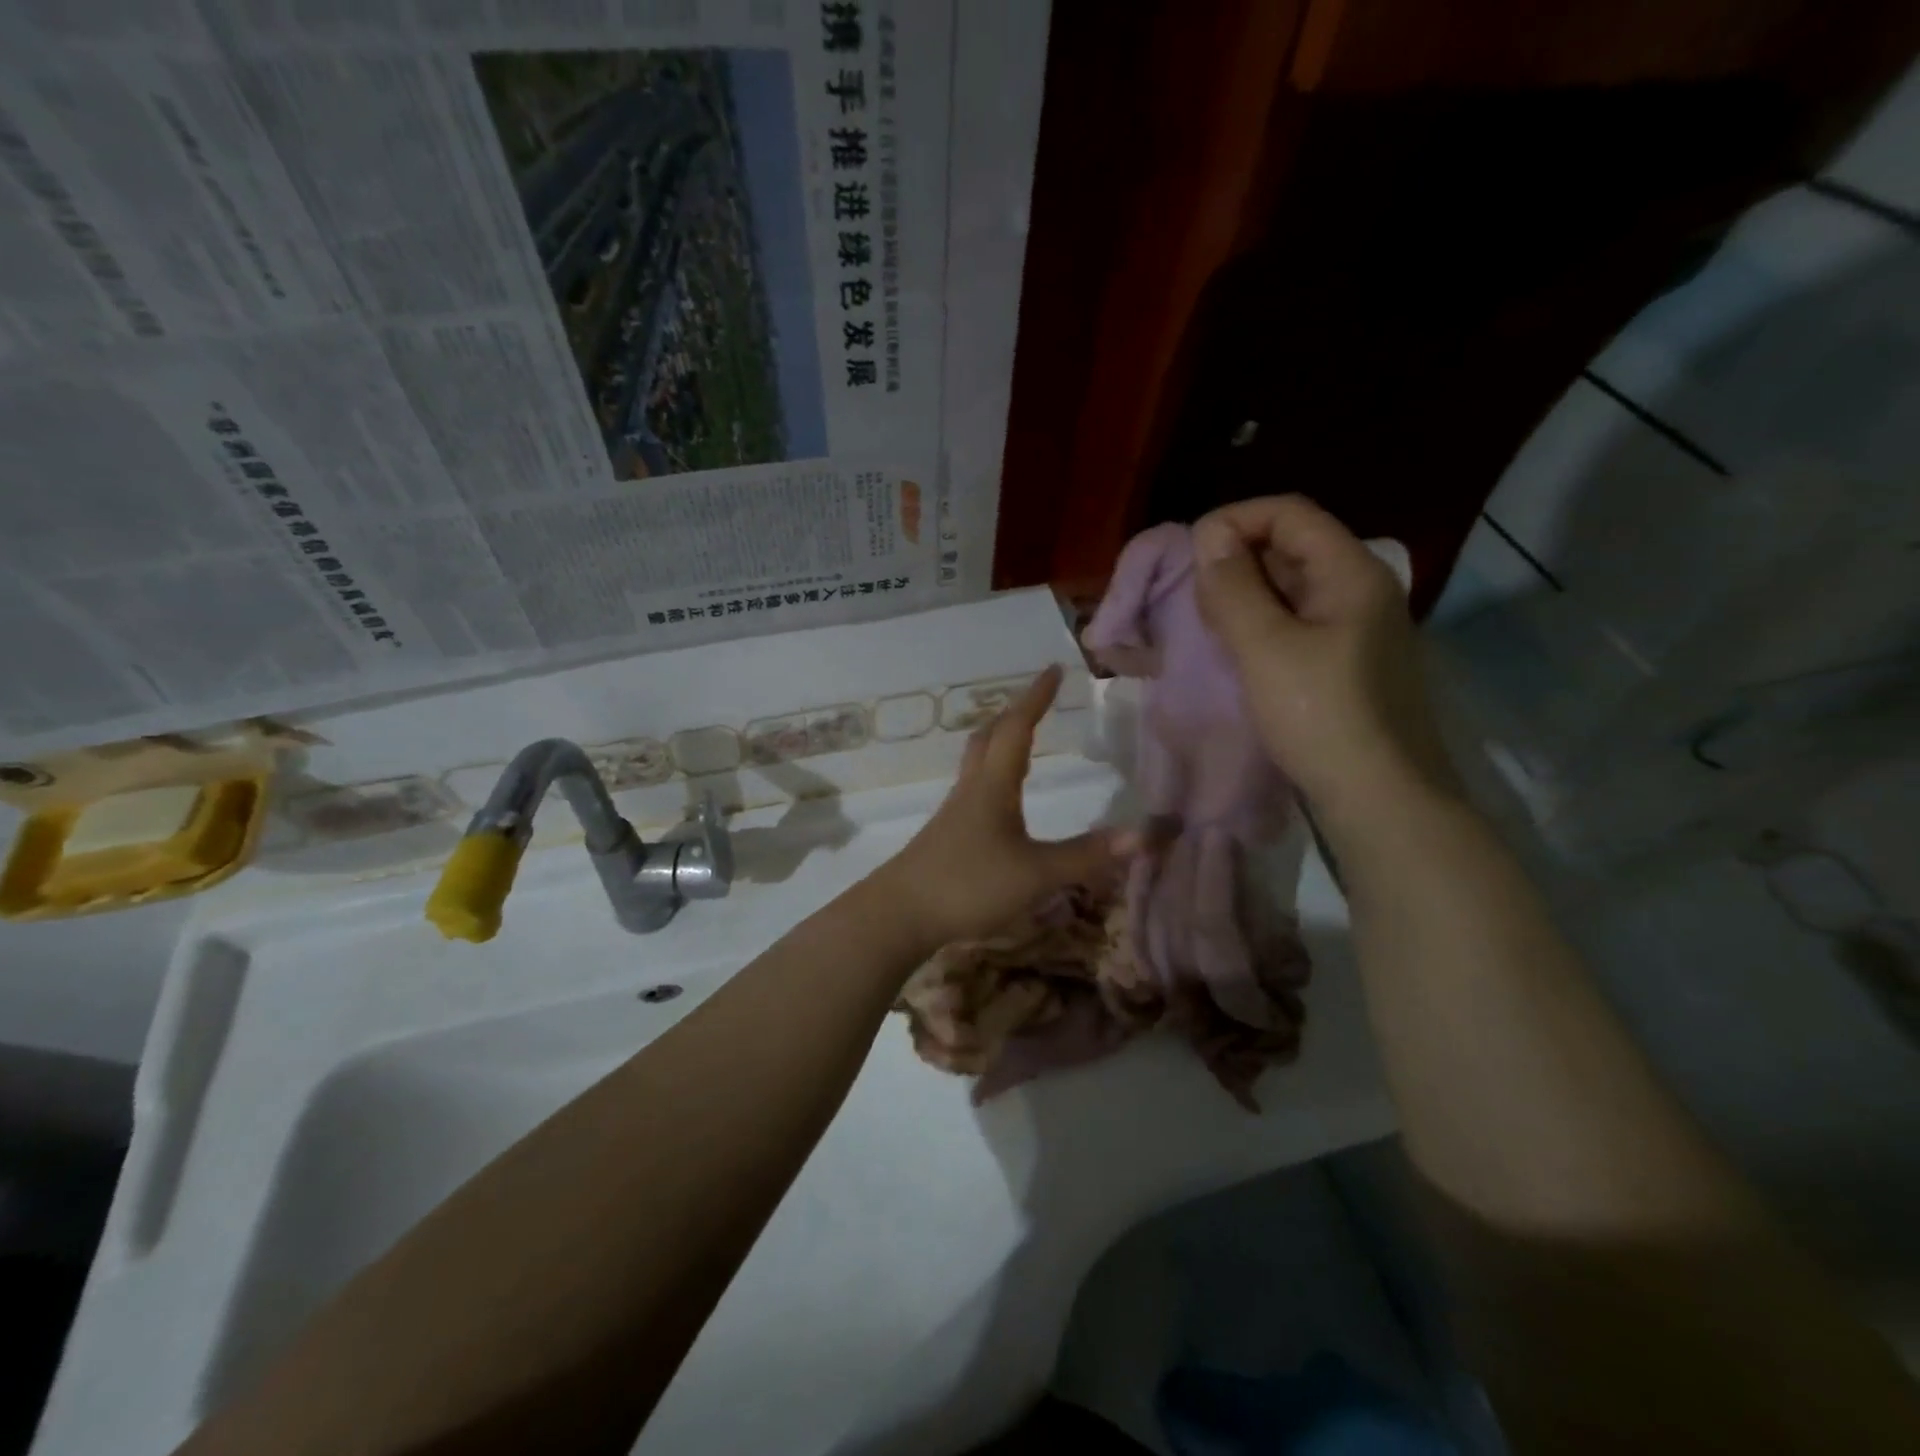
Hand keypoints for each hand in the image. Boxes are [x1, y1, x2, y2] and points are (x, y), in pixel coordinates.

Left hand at [877, 665, 1134, 945]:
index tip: (1053, 670)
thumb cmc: (968, 884)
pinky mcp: (947, 835)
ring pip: (977, 761)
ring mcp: (955, 812)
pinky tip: (999, 798)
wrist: (899, 913)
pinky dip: (991, 775)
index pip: (1018, 728)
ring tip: (1019, 738)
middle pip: (989, 737)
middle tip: (1037, 700)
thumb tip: (1143, 834)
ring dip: (999, 740)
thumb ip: (1086, 856)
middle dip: (1015, 713)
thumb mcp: (1036, 874)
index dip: (1037, 698)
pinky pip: (973, 788)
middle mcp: (972, 789)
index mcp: (994, 785)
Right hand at [1191, 495, 1459, 823]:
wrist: (1379, 798)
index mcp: (1351, 573)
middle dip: (1237, 559)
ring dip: (1245, 594)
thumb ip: (1234, 588)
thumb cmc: (1321, 716)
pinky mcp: (1345, 662)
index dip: (1236, 520)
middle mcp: (1360, 589)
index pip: (1289, 514)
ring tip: (1206, 621)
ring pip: (1291, 587)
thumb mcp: (1266, 648)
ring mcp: (1356, 628)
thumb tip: (1209, 536)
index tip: (1191, 554)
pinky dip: (1260, 624)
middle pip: (1292, 546)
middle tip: (1193, 595)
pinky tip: (1235, 649)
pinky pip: (1296, 623)